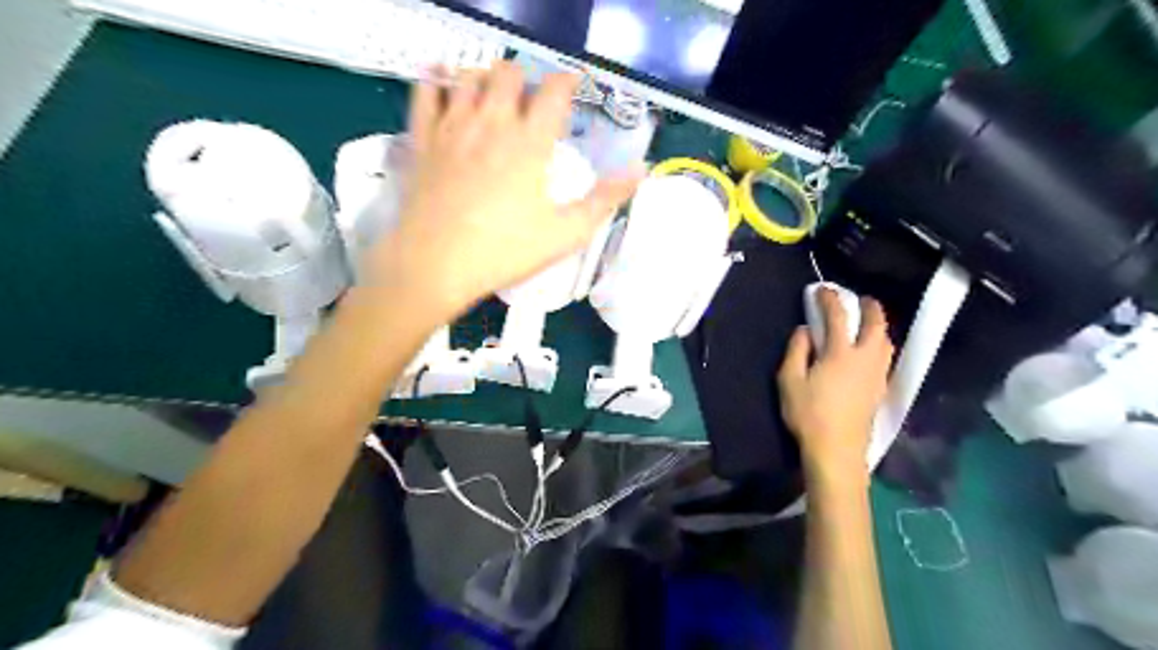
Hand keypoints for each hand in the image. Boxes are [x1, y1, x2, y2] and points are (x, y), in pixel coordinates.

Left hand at [369, 61, 642, 317]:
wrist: (435, 264)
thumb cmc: (504, 251)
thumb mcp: (566, 233)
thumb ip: (604, 199)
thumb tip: (640, 169)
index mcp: (530, 142)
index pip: (554, 90)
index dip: (568, 82)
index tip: (574, 88)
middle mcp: (492, 122)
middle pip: (510, 73)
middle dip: (527, 79)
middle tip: (533, 103)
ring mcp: (452, 126)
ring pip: (470, 76)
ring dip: (488, 78)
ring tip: (496, 99)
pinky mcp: (422, 138)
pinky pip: (426, 90)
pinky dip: (439, 81)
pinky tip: (448, 89)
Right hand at [776, 289, 893, 486]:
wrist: (837, 450)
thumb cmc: (808, 414)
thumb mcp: (789, 380)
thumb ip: (796, 351)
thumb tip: (804, 330)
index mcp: (840, 353)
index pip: (838, 317)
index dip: (830, 299)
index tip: (822, 289)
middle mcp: (865, 358)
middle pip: (876, 325)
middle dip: (870, 307)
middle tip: (861, 299)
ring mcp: (877, 375)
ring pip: (886, 342)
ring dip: (879, 326)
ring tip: (868, 323)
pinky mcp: (880, 389)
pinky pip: (886, 357)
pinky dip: (880, 344)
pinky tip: (871, 351)